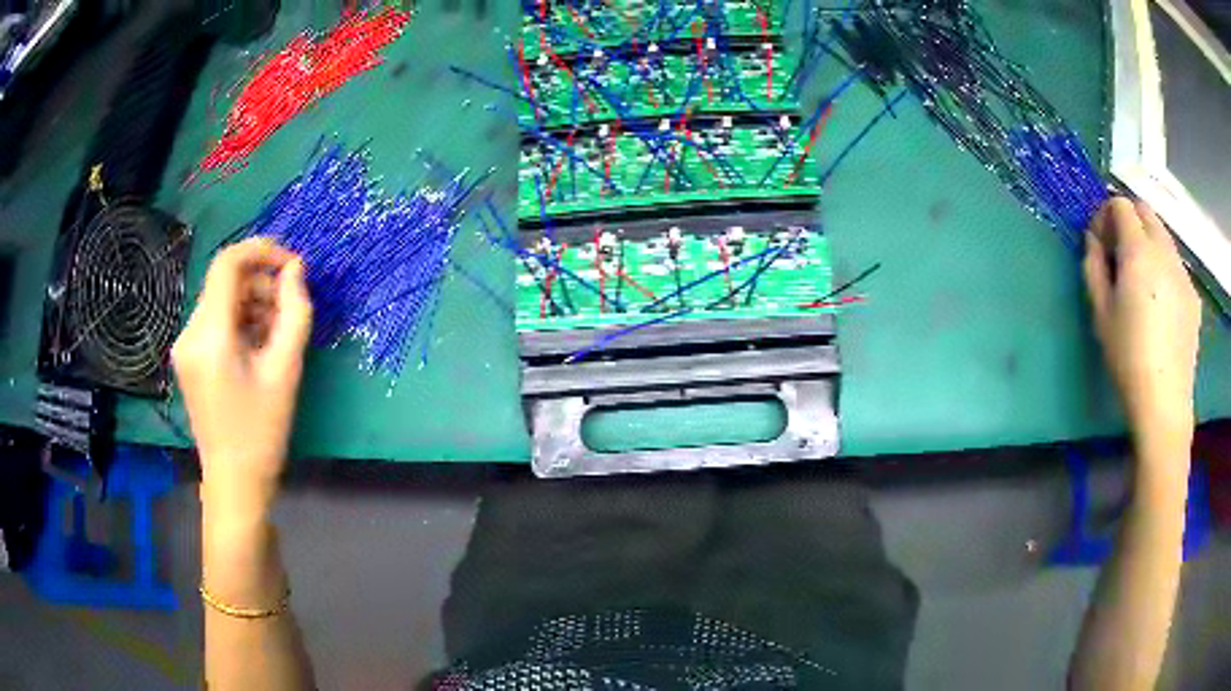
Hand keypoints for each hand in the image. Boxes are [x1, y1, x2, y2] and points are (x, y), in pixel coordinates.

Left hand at [173, 238, 312, 523]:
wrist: (234, 481)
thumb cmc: (261, 431)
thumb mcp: (285, 370)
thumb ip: (295, 313)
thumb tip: (296, 271)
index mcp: (209, 335)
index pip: (228, 264)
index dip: (262, 251)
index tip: (293, 265)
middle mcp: (189, 333)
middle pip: (225, 282)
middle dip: (261, 285)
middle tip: (290, 310)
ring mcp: (185, 346)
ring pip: (221, 301)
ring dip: (252, 304)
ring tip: (277, 334)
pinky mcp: (188, 357)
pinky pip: (216, 321)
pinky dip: (240, 322)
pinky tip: (259, 347)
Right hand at [1083, 198, 1200, 446]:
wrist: (1164, 402)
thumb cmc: (1127, 358)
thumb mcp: (1100, 313)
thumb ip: (1093, 266)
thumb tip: (1093, 239)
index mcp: (1139, 250)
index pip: (1121, 205)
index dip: (1106, 215)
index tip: (1100, 242)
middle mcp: (1164, 250)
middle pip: (1145, 211)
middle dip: (1129, 220)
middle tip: (1119, 254)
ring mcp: (1182, 272)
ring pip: (1163, 235)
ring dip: (1148, 242)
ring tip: (1141, 280)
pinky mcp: (1193, 295)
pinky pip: (1175, 264)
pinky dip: (1164, 267)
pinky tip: (1160, 304)